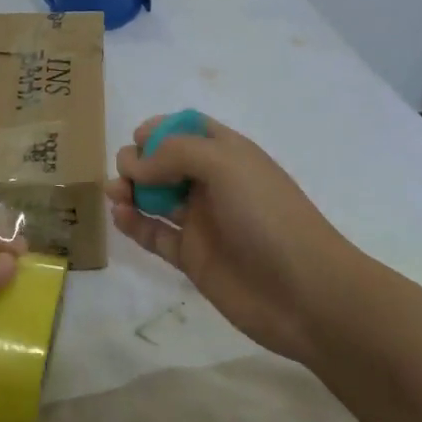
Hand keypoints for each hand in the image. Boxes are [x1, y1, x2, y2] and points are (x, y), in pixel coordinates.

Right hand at [107, 113, 369, 364]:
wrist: (305, 293)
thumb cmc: (267, 216)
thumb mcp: (224, 164)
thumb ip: (173, 154)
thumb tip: (135, 166)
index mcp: (228, 154)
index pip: (188, 129)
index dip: (161, 128)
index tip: (139, 139)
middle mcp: (213, 183)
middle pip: (165, 161)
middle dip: (139, 160)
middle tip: (128, 172)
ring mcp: (202, 221)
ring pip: (155, 197)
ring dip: (130, 189)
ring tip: (115, 194)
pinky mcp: (192, 257)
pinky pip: (155, 234)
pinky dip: (134, 224)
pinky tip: (120, 216)